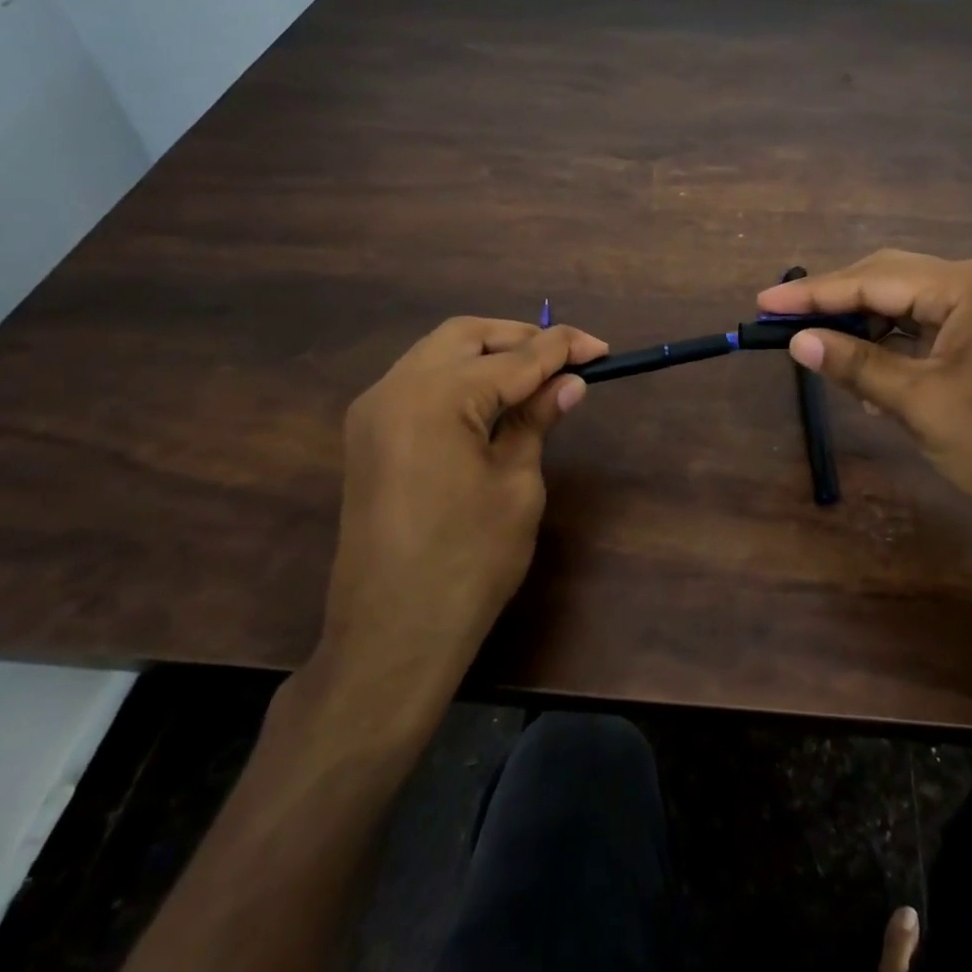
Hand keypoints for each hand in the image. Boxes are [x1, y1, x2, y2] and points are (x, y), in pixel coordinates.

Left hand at [317, 317, 607, 689]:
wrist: (392, 636)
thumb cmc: (469, 562)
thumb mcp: (517, 484)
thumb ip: (536, 421)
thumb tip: (568, 383)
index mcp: (437, 397)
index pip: (515, 358)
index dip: (563, 349)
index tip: (603, 349)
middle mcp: (396, 388)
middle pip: (466, 336)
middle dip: (520, 339)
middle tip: (566, 359)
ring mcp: (374, 411)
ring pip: (437, 353)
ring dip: (488, 354)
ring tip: (535, 377)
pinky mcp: (368, 436)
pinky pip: (418, 383)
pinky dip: (459, 378)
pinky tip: (491, 400)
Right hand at [757, 250, 971, 556]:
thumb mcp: (921, 406)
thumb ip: (857, 365)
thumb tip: (799, 341)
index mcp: (969, 285)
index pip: (873, 280)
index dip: (813, 294)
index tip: (762, 303)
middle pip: (890, 281)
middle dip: (837, 305)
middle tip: (785, 325)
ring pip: (909, 306)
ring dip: (867, 330)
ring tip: (826, 358)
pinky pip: (932, 329)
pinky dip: (898, 348)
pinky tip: (873, 376)